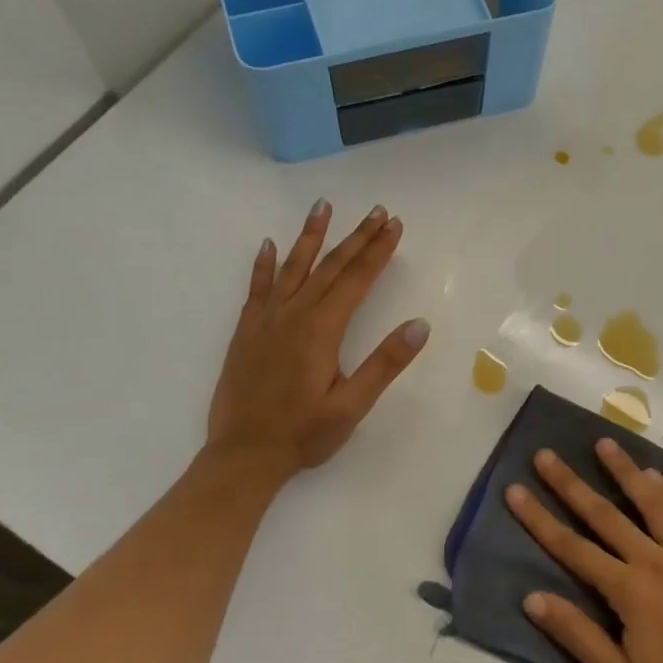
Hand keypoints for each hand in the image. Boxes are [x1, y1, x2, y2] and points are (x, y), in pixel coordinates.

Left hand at [206, 200, 429, 484]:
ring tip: (322, 207)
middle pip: (330, 267)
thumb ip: (385, 363)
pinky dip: (264, 265)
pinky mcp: (246, 331)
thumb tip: (419, 325)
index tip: (394, 225)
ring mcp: (266, 320)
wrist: (242, 456)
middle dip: (356, 237)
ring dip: (310, 236)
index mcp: (322, 330)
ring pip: (292, 268)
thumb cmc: (303, 434)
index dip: (378, 251)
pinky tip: (269, 245)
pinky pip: (257, 288)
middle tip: (376, 211)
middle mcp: (293, 315)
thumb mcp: (352, 405)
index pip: (356, 280)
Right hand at [505, 439, 662, 662]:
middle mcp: (655, 561)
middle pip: (604, 514)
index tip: (516, 490)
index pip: (573, 548)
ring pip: (650, 501)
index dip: (540, 519)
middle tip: (545, 455)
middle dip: (570, 483)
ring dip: (624, 470)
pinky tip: (655, 474)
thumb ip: (577, 634)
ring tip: (603, 443)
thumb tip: (532, 598)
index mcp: (629, 591)